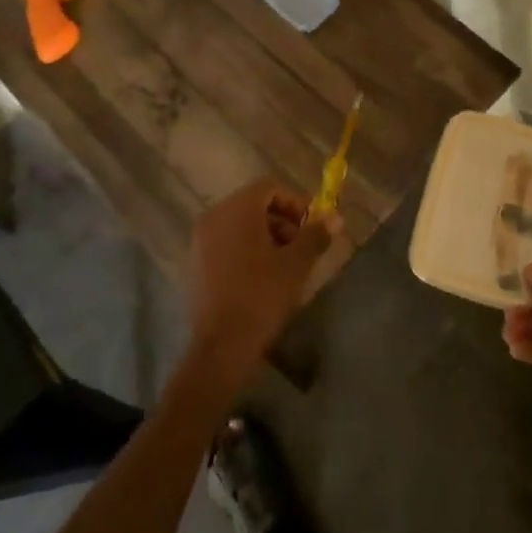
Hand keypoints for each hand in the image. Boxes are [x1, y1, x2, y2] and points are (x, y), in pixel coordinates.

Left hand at [189, 178, 342, 376]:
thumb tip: (335, 218)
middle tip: (303, 245)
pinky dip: (247, 248)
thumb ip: (315, 235)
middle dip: (282, 220)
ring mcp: (201, 240)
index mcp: (237, 209)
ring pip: (240, 224)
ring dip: (266, 235)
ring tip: (286, 263)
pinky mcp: (196, 262)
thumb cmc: (262, 296)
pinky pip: (226, 242)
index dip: (295, 202)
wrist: (223, 345)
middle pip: (253, 204)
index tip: (312, 225)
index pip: (269, 187)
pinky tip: (263, 276)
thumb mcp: (296, 264)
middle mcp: (214, 216)